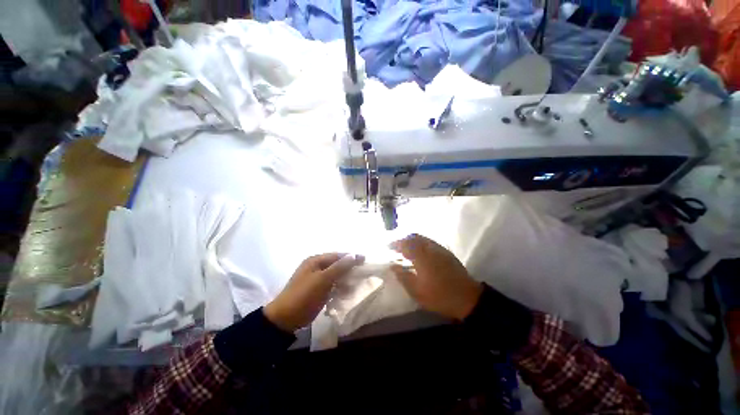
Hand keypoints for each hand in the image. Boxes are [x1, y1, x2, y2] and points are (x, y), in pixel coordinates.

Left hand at [264, 253, 363, 331]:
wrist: (285, 319)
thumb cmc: (304, 295)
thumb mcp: (323, 280)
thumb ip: (339, 267)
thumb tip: (354, 255)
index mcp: (315, 260)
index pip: (337, 255)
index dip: (351, 257)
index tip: (364, 260)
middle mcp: (316, 267)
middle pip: (336, 265)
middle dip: (348, 269)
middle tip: (361, 274)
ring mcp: (316, 279)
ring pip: (335, 275)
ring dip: (344, 279)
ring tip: (354, 285)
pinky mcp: (317, 290)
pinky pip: (331, 285)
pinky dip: (339, 287)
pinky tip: (345, 292)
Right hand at [390, 234, 482, 320]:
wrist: (467, 298)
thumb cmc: (439, 296)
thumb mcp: (417, 292)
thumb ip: (403, 277)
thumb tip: (392, 266)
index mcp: (422, 257)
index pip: (405, 244)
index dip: (395, 244)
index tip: (388, 246)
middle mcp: (430, 248)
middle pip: (414, 237)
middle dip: (403, 239)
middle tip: (396, 247)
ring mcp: (439, 249)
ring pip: (422, 238)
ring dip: (412, 240)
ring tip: (406, 249)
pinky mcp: (446, 252)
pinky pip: (429, 242)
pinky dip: (421, 243)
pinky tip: (419, 252)